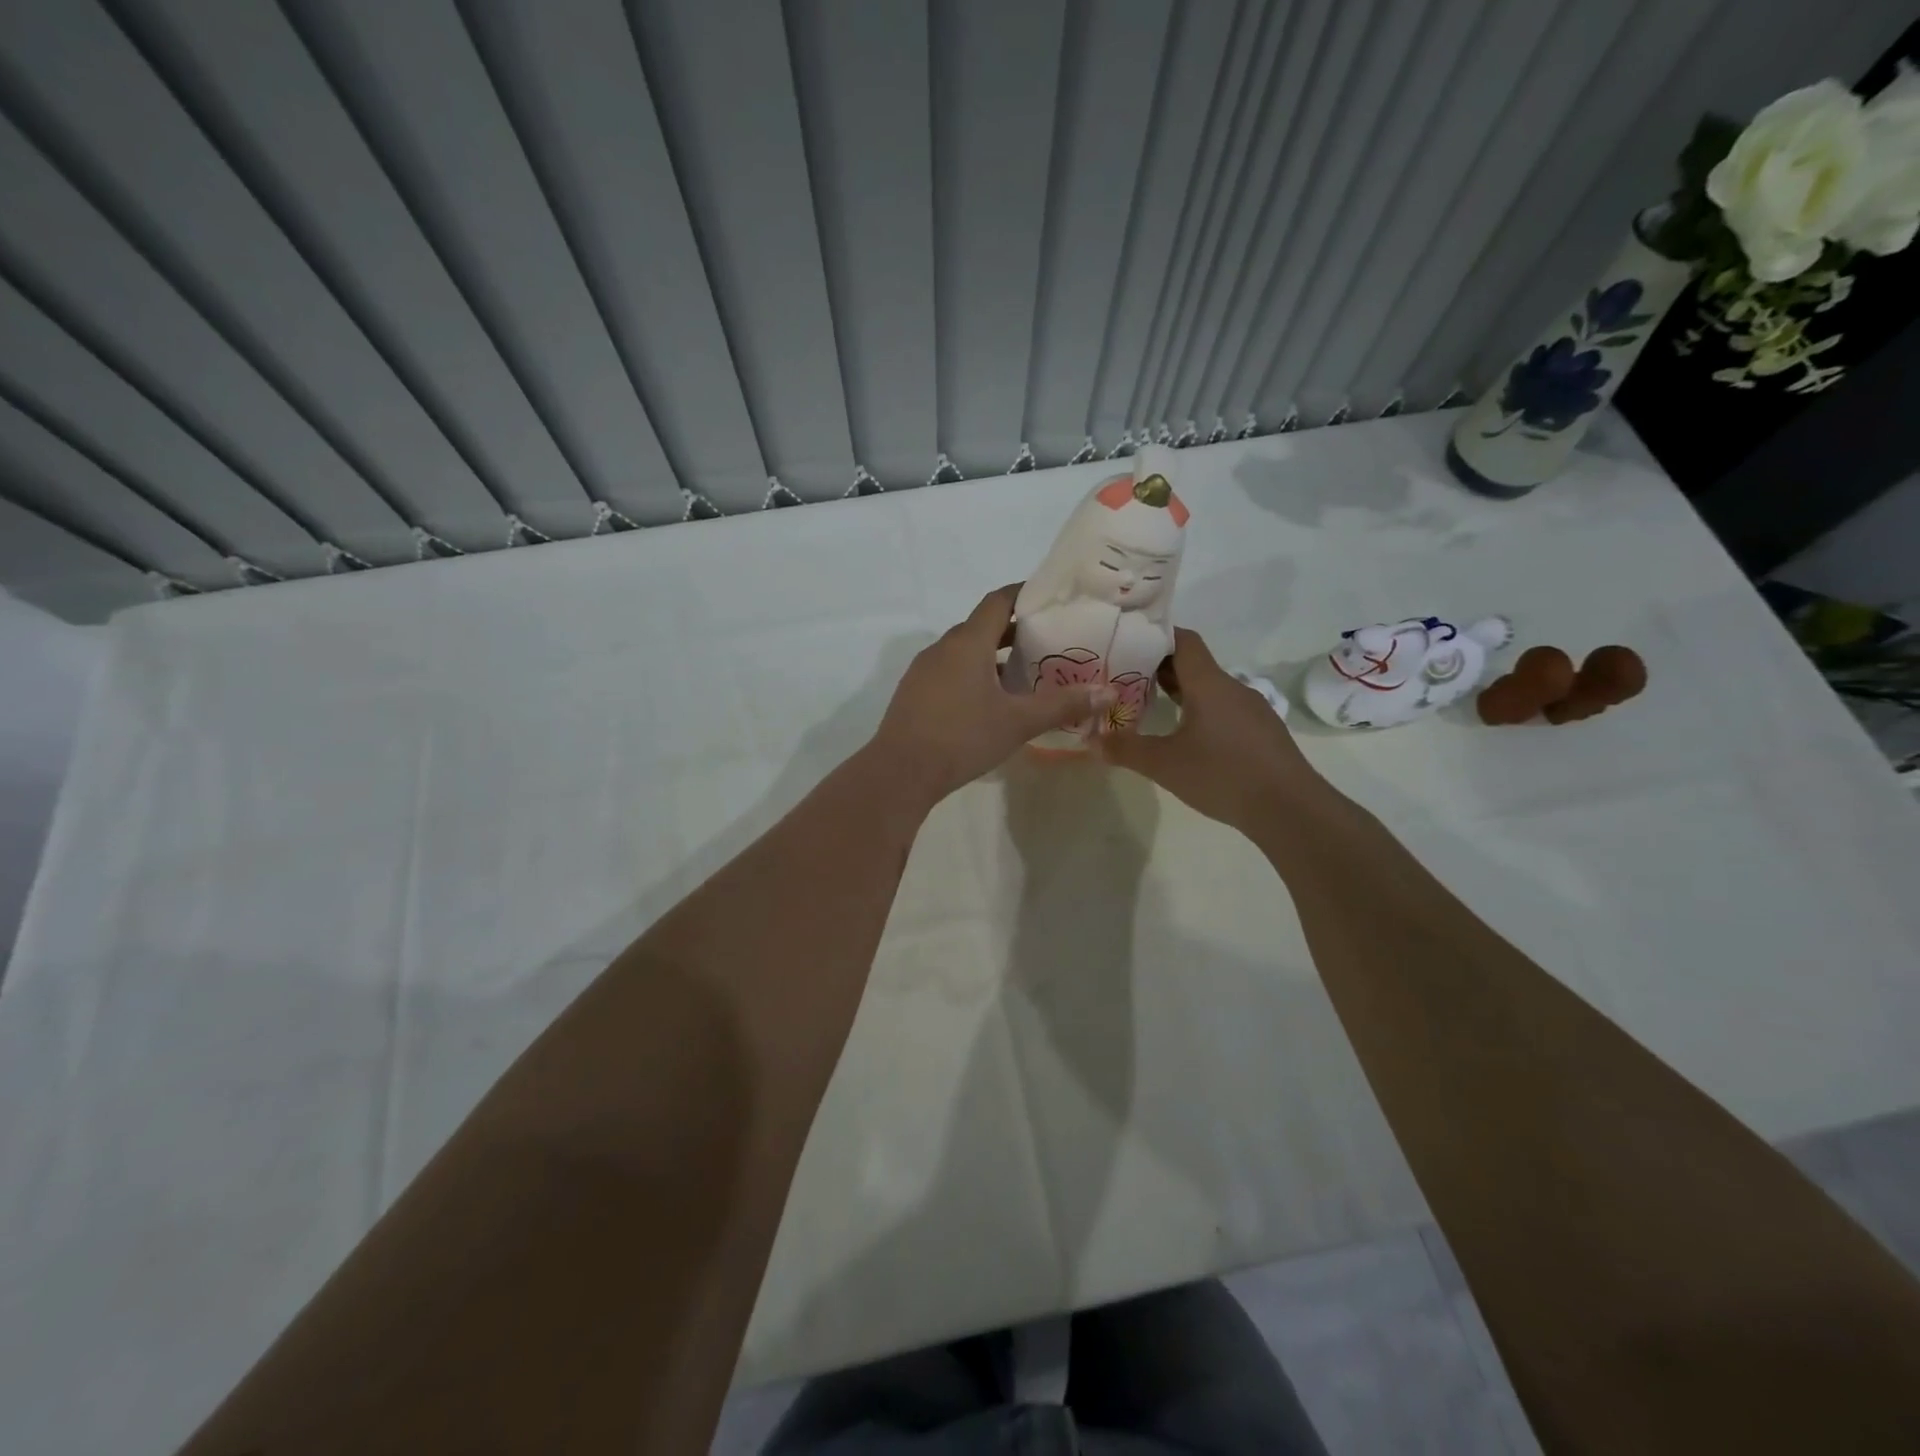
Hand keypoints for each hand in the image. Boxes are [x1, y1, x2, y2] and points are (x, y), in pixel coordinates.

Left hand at [868, 585, 1110, 807]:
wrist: (900, 773)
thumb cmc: (962, 737)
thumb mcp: (1018, 722)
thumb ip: (1062, 704)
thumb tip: (1108, 693)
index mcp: (967, 642)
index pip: (998, 601)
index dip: (1024, 594)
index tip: (1051, 598)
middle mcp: (943, 648)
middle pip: (982, 626)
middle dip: (1015, 630)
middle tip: (1049, 640)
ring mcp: (924, 671)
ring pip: (965, 652)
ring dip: (994, 656)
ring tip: (1026, 673)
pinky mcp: (915, 693)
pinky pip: (950, 672)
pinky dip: (974, 675)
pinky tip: (992, 701)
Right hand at [1097, 628, 1324, 834]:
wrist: (1289, 808)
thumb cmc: (1222, 775)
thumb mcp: (1164, 764)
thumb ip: (1125, 749)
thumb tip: (1091, 740)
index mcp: (1209, 684)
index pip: (1183, 641)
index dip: (1156, 637)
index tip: (1128, 644)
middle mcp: (1232, 687)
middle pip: (1195, 665)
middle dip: (1161, 668)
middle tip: (1127, 679)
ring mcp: (1252, 709)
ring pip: (1211, 689)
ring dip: (1182, 693)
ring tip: (1152, 708)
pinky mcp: (1263, 732)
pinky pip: (1226, 710)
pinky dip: (1202, 713)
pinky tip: (1189, 738)